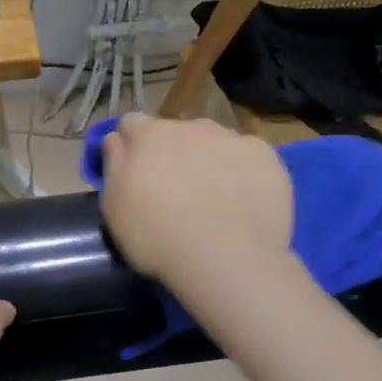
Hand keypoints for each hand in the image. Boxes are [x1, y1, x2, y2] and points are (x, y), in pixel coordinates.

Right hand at [101, 115, 292, 287]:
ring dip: (208, 160)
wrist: (227, 258)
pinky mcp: (267, 157)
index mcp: (150, 135)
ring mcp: (233, 138)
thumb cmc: (157, 236)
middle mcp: (192, 126)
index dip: (130, 145)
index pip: (131, 122)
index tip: (133, 171)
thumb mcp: (114, 207)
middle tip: (175, 193)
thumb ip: (114, 165)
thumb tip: (117, 140)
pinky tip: (242, 203)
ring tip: (212, 200)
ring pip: (214, 142)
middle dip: (173, 153)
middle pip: (176, 132)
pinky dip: (242, 173)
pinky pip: (248, 157)